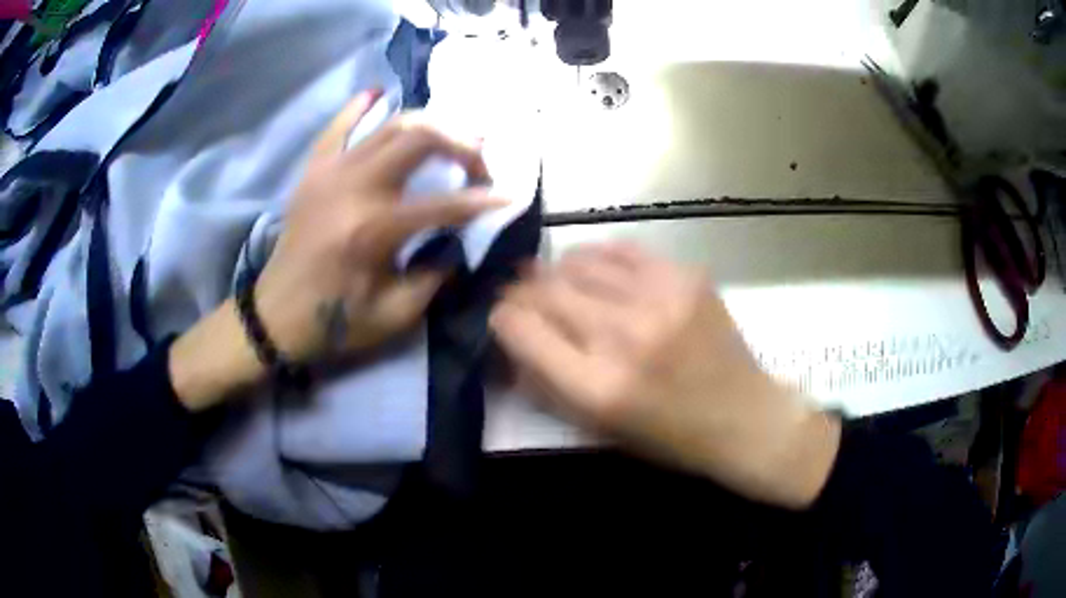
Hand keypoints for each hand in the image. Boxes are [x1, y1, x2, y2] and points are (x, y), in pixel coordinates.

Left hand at [254, 91, 503, 362]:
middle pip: (420, 138)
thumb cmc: (335, 321)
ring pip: (389, 125)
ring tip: (450, 136)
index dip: (483, 200)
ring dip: (429, 125)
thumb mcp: (394, 315)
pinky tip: (377, 95)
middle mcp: (354, 188)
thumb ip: (434, 275)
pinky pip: (337, 127)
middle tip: (478, 163)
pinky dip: (359, 108)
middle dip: (462, 144)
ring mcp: (330, 172)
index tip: (509, 197)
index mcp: (374, 230)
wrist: (275, 315)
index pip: (444, 204)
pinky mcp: (313, 171)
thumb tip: (458, 241)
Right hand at [489, 243, 840, 507]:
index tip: (503, 318)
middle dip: (521, 291)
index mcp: (596, 386)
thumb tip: (512, 338)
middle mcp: (622, 335)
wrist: (743, 417)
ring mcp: (658, 298)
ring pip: (578, 262)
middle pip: (544, 289)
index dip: (501, 318)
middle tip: (522, 295)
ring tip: (558, 281)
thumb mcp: (598, 427)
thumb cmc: (668, 437)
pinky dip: (598, 257)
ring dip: (557, 271)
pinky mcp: (685, 276)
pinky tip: (597, 268)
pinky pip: (622, 249)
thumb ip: (546, 383)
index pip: (519, 328)